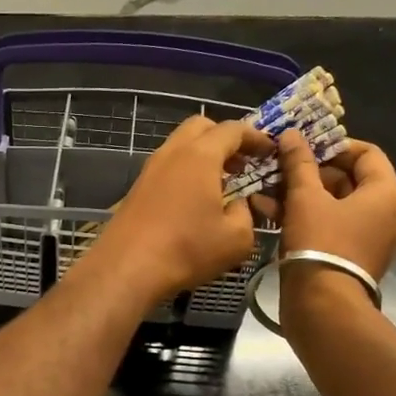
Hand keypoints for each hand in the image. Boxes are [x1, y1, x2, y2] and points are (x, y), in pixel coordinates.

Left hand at [90, 115, 272, 304]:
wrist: (126, 268)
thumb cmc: (186, 249)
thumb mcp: (236, 238)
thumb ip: (246, 213)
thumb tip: (238, 205)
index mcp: (200, 155)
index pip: (233, 129)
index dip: (255, 137)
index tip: (269, 151)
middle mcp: (172, 153)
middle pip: (200, 127)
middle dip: (224, 138)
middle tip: (241, 164)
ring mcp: (149, 170)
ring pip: (179, 146)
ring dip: (202, 156)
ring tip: (219, 183)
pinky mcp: (136, 189)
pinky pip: (166, 168)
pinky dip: (184, 172)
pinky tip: (193, 201)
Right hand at [270, 131, 395, 279]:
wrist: (323, 306)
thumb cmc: (319, 243)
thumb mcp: (305, 198)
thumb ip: (298, 163)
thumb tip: (291, 134)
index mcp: (386, 193)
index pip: (366, 153)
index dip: (332, 145)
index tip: (301, 148)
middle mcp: (387, 214)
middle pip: (349, 180)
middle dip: (309, 173)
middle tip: (278, 170)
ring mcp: (371, 239)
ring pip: (335, 206)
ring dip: (301, 196)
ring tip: (266, 192)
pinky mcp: (352, 258)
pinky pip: (331, 228)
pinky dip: (306, 218)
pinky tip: (271, 214)